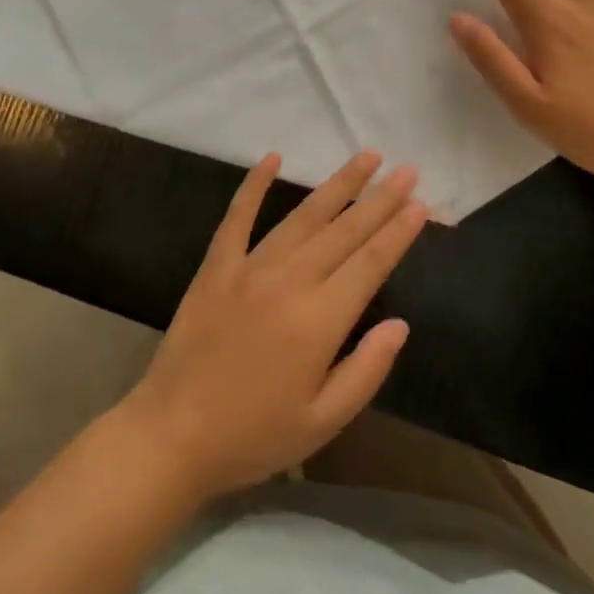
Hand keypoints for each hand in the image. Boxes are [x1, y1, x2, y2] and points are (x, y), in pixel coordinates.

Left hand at [120, 153, 427, 502]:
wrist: (172, 435)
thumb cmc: (254, 436)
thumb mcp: (323, 422)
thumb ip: (366, 370)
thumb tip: (400, 325)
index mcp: (319, 320)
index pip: (370, 263)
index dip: (398, 232)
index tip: (421, 203)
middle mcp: (289, 281)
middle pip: (344, 231)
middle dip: (380, 198)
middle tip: (407, 169)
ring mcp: (249, 267)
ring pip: (303, 216)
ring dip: (337, 185)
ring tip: (365, 157)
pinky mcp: (216, 265)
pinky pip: (238, 216)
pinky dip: (255, 185)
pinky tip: (272, 158)